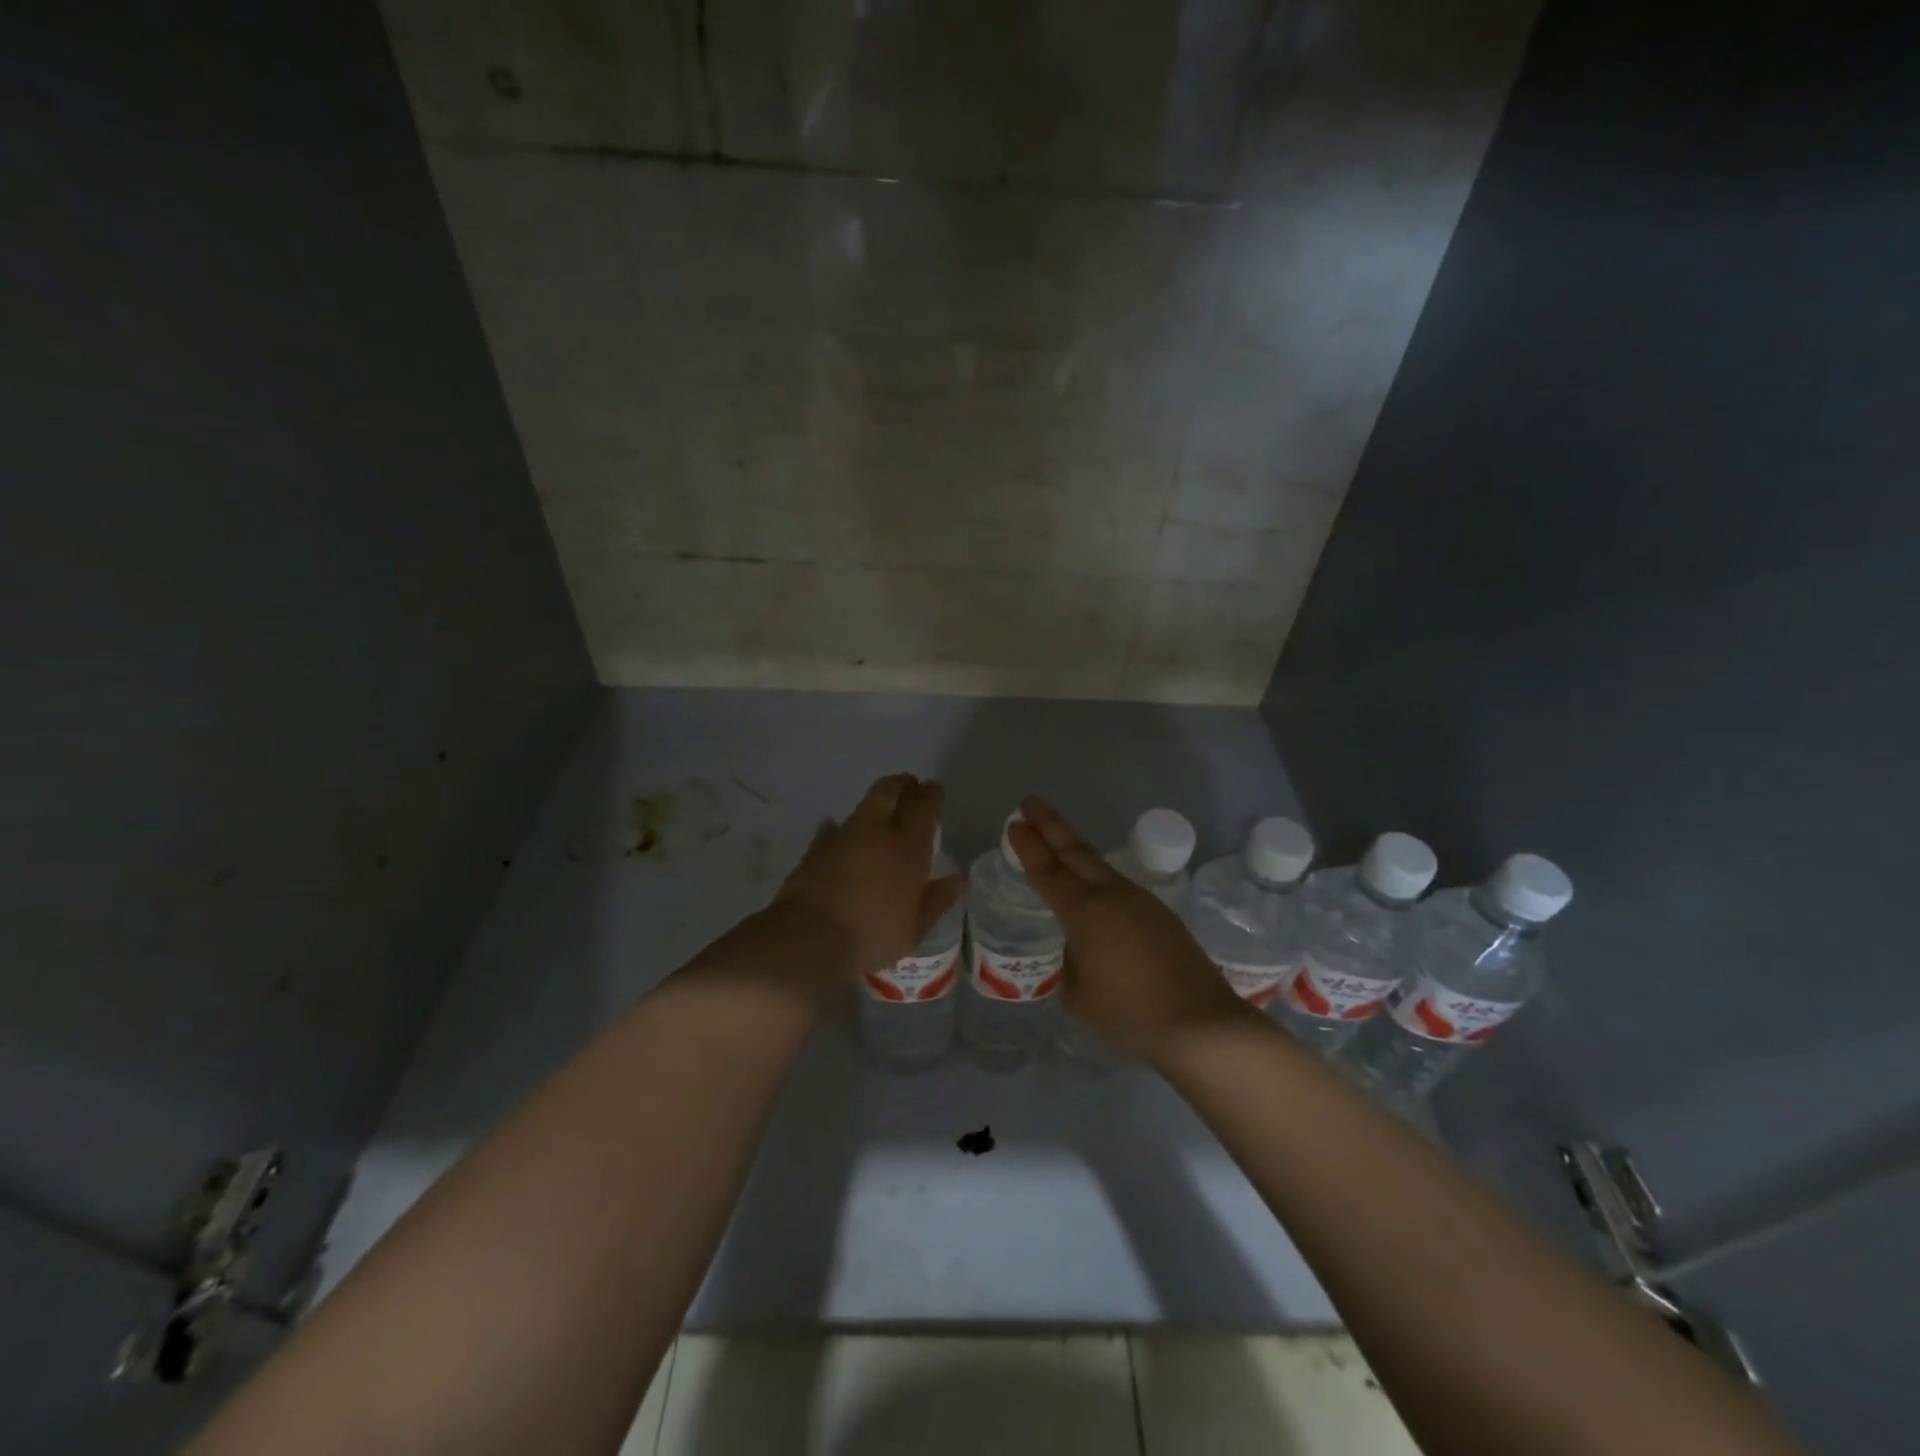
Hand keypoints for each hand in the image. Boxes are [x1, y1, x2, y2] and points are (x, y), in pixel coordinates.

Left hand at [774, 773, 965, 988]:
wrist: (809, 938)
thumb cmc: (871, 936)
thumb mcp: (914, 929)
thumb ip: (937, 901)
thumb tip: (958, 880)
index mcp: (908, 846)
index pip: (924, 804)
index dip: (931, 794)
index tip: (935, 791)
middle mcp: (877, 831)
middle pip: (890, 790)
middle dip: (903, 784)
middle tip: (910, 787)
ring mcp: (844, 835)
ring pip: (863, 805)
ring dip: (875, 804)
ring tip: (881, 813)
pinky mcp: (817, 846)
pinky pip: (834, 828)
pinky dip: (841, 828)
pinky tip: (841, 835)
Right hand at [1009, 797, 1246, 1063]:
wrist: (1200, 1023)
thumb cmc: (1130, 1013)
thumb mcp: (1079, 995)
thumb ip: (1068, 964)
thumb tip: (1075, 950)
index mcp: (1085, 913)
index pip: (1048, 871)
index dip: (1029, 847)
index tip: (1014, 824)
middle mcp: (1112, 895)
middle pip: (1076, 851)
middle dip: (1050, 825)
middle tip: (1029, 803)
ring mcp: (1139, 900)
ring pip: (1098, 863)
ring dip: (1073, 846)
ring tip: (1054, 835)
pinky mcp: (1159, 913)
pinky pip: (1116, 883)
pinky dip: (1094, 872)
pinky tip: (1089, 881)